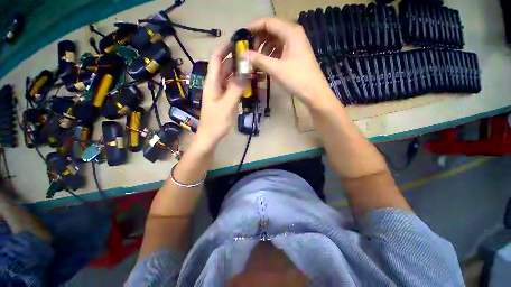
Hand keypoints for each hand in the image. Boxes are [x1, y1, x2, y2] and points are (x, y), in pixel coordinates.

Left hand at [194, 43, 242, 151]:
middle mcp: (215, 85)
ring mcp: (219, 93)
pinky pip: (231, 87)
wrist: (210, 137)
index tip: (236, 42)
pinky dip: (239, 84)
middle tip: (249, 56)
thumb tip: (245, 75)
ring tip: (251, 68)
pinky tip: (247, 83)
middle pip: (224, 68)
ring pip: (228, 78)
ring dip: (238, 73)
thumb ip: (235, 90)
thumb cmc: (216, 123)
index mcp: (212, 84)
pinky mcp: (224, 100)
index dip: (224, 50)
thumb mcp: (226, 106)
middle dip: (235, 61)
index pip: (216, 61)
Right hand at [243, 18, 334, 107]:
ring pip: (276, 40)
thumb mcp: (276, 69)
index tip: (242, 36)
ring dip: (264, 47)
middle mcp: (294, 33)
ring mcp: (296, 43)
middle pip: (272, 30)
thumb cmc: (296, 79)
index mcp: (290, 32)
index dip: (253, 27)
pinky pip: (281, 48)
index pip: (268, 22)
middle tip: (249, 50)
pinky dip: (272, 53)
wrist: (314, 92)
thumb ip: (258, 60)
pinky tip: (266, 62)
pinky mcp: (296, 53)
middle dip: (258, 39)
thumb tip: (242, 54)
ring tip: (256, 58)